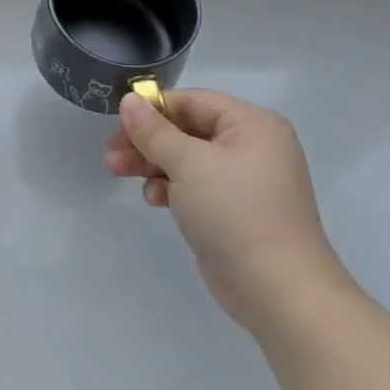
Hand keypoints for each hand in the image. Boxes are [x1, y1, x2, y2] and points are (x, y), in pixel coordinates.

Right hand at [106, 89, 346, 330]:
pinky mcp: (234, 210)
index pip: (193, 101)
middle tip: (111, 151)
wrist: (278, 290)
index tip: (117, 122)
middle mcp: (252, 146)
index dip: (153, 108)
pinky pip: (196, 186)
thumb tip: (128, 100)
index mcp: (252, 124)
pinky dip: (171, 188)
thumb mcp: (188, 163)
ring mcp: (244, 180)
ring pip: (187, 159)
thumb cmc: (234, 211)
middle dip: (147, 140)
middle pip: (187, 130)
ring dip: (152, 164)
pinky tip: (154, 200)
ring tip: (116, 171)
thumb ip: (154, 131)